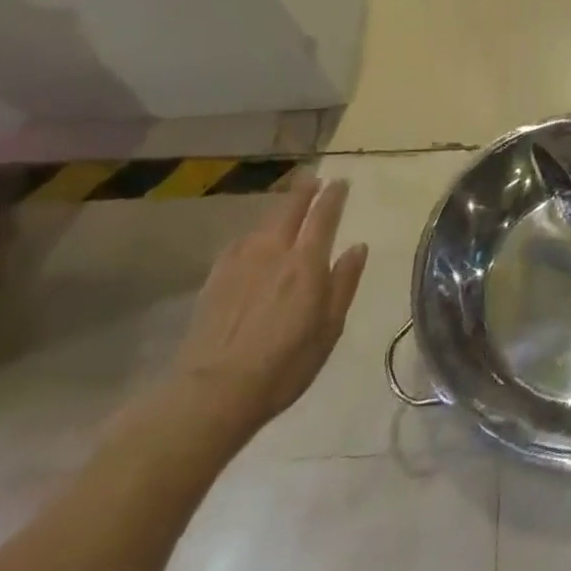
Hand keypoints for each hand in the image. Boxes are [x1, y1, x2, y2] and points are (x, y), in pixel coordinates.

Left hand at [162, 174, 368, 447]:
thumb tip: (358, 247)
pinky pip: (239, 243)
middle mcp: (273, 252)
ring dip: (279, 209)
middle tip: (313, 178)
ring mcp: (240, 263)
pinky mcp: (215, 278)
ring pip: (263, 223)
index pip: (323, 217)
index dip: (333, 197)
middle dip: (304, 191)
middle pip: (289, 210)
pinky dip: (252, 234)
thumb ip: (344, 283)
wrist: (213, 392)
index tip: (340, 182)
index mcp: (306, 263)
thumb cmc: (283, 365)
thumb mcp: (329, 328)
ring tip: (287, 204)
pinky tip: (252, 240)